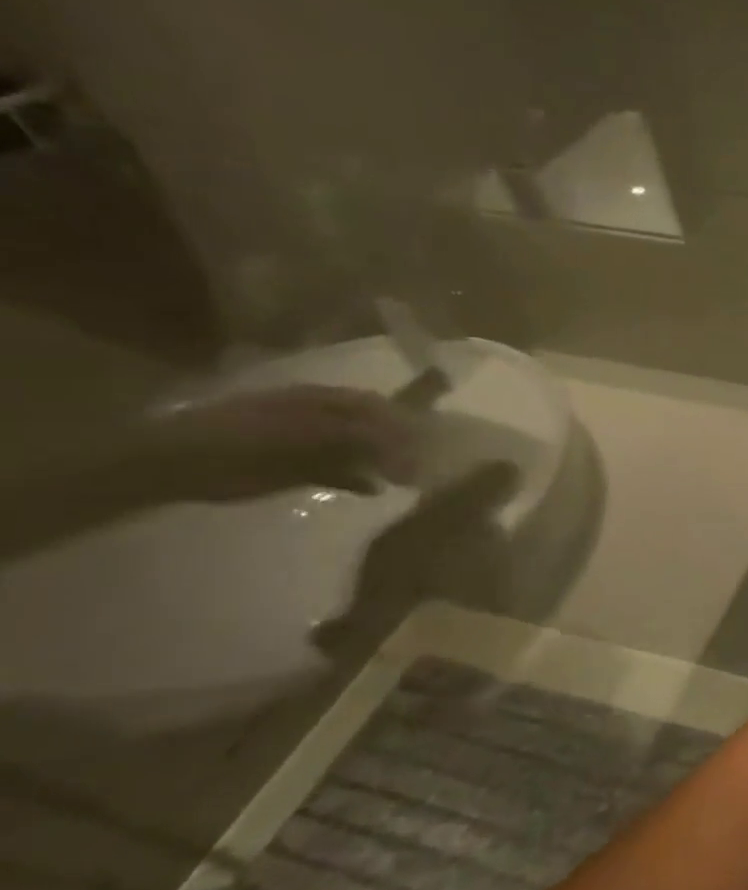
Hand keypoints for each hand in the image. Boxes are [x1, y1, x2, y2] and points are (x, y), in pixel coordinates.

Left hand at [147, 384, 421, 501]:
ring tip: (408, 477)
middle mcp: (320, 416)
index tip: (433, 440)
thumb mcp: (306, 434)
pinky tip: (373, 489)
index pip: (379, 406)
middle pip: (373, 427)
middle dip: (401, 443)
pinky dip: (359, 478)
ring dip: (384, 461)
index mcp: (323, 401)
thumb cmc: (242, 443)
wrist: (172, 464)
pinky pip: (338, 470)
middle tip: (427, 462)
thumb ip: (356, 437)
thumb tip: (404, 442)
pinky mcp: (294, 468)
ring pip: (358, 449)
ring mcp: (307, 442)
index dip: (406, 421)